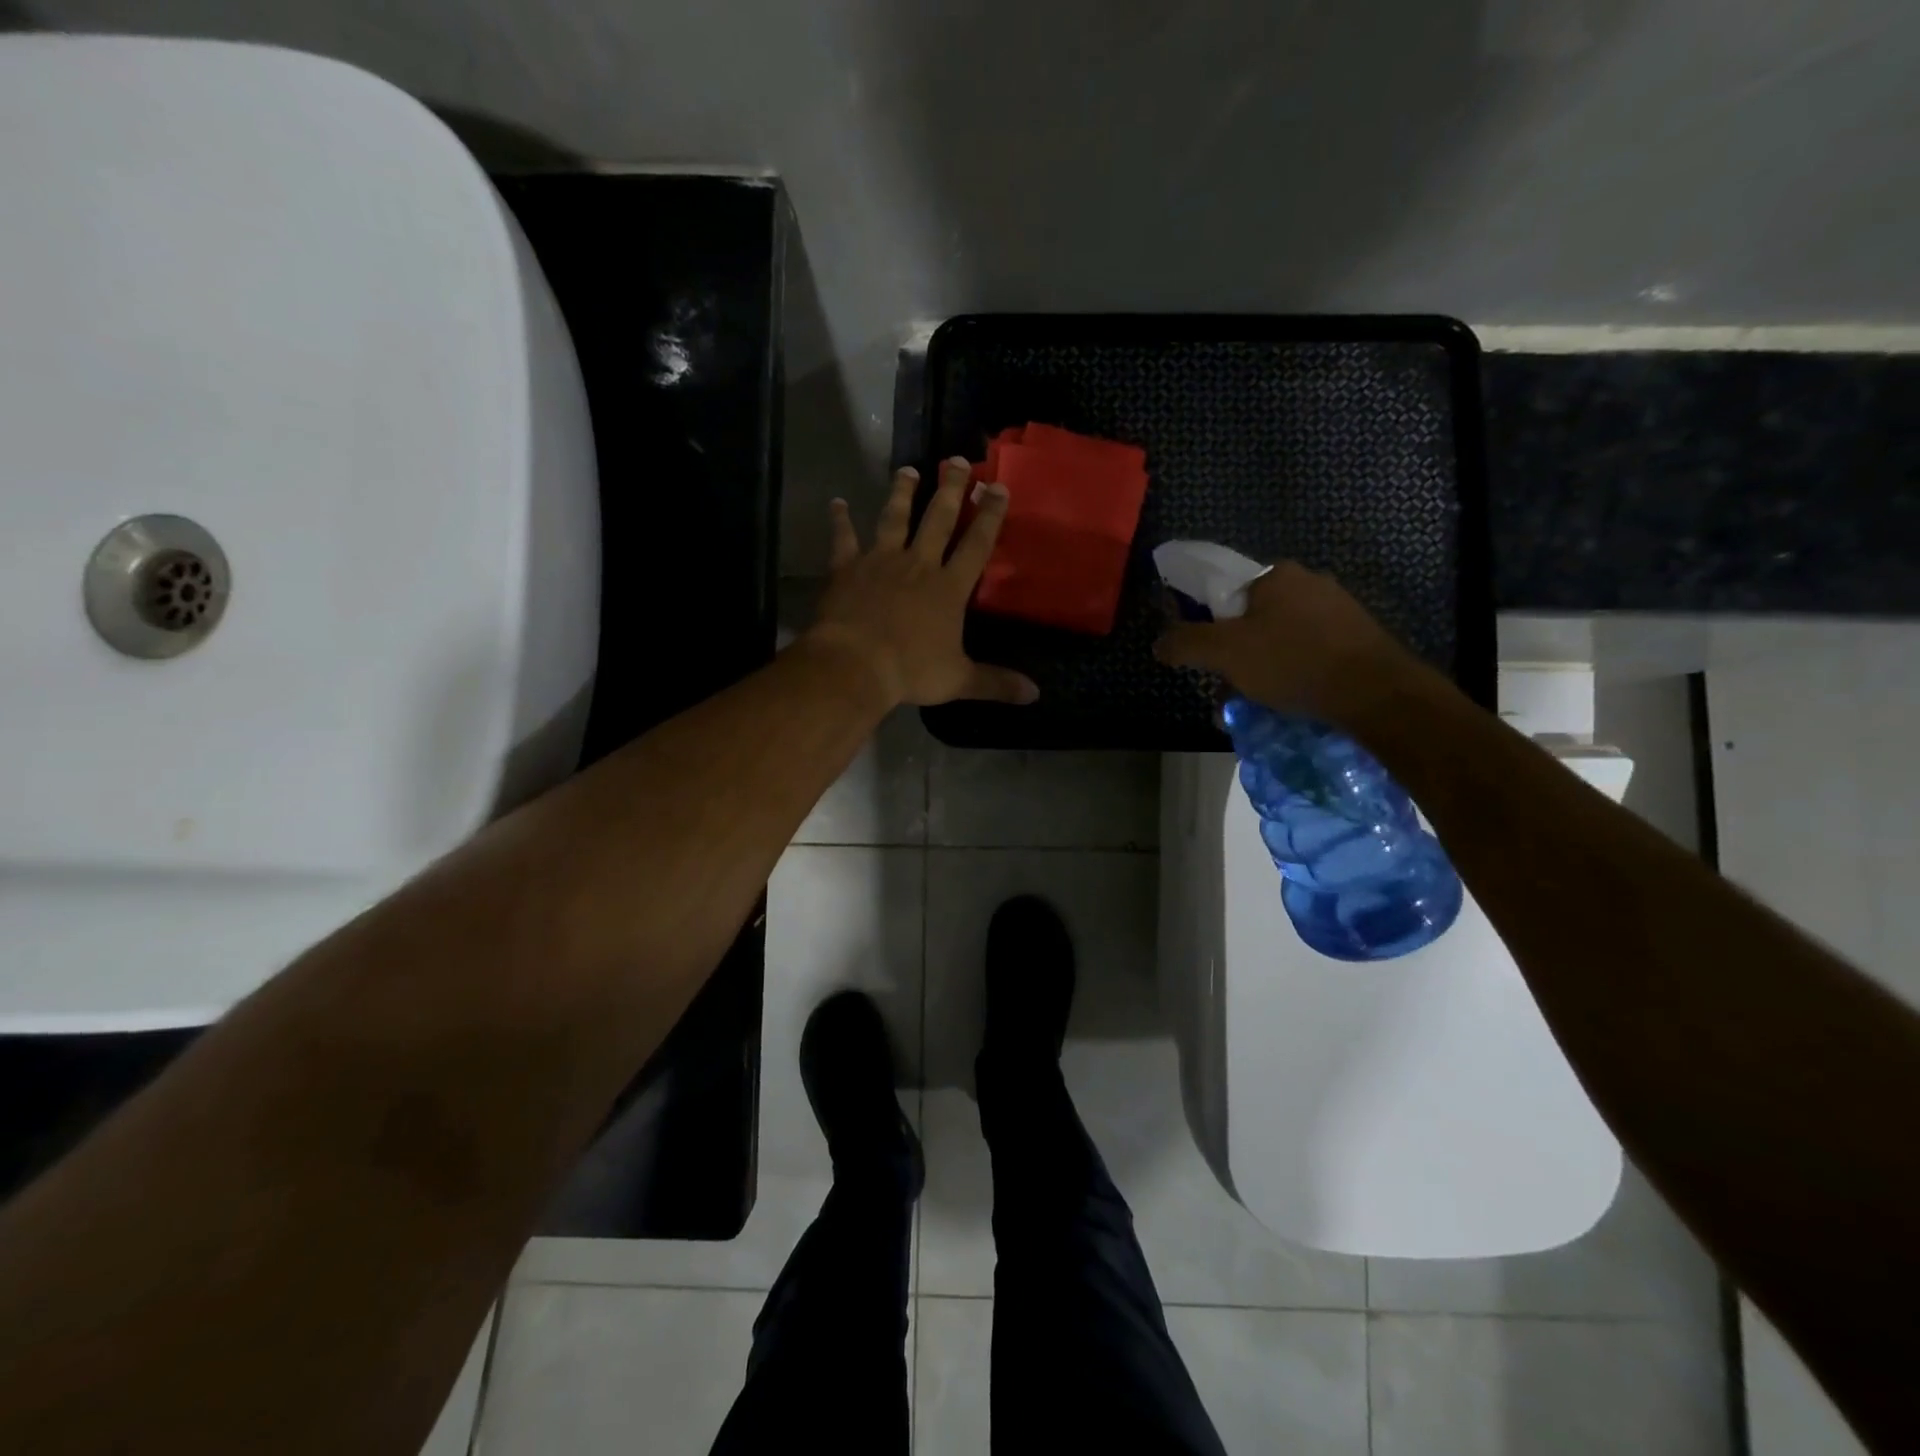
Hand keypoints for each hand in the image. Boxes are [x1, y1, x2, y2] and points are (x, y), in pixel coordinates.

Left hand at [805, 458, 1039, 708]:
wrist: (855, 665)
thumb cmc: (910, 671)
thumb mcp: (958, 680)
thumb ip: (995, 683)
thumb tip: (1034, 694)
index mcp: (948, 587)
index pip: (976, 545)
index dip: (990, 516)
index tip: (999, 486)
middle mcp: (917, 565)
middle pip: (938, 519)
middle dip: (951, 489)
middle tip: (958, 460)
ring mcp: (880, 562)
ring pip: (894, 519)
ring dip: (902, 493)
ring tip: (908, 470)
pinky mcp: (846, 569)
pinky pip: (843, 539)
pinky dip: (839, 521)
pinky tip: (836, 503)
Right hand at [1153, 560, 1422, 724]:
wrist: (1375, 692)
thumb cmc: (1292, 662)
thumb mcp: (1224, 653)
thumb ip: (1185, 643)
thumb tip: (1159, 642)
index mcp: (1275, 575)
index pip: (1224, 592)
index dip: (1207, 624)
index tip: (1207, 658)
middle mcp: (1308, 581)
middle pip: (1252, 616)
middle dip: (1236, 652)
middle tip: (1230, 686)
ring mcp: (1338, 607)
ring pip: (1281, 636)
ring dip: (1263, 665)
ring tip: (1259, 700)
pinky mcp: (1357, 635)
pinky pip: (1309, 649)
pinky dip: (1293, 670)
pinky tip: (1292, 696)